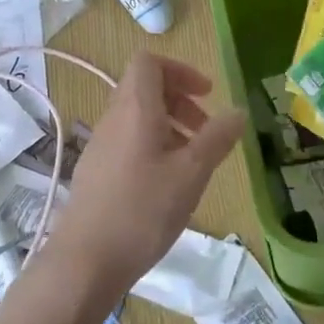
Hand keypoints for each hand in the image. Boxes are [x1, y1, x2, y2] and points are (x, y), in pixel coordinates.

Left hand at [42, 52, 244, 300]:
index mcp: (134, 109)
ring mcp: (100, 146)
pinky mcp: (95, 172)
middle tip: (207, 129)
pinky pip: (128, 142)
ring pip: (137, 118)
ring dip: (170, 126)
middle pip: (145, 89)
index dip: (180, 70)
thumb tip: (238, 111)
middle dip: (181, 101)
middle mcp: (112, 119)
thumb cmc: (143, 211)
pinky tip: (168, 184)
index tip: (207, 95)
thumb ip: (217, 138)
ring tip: (193, 160)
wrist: (85, 261)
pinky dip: (153, 147)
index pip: (149, 62)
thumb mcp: (191, 173)